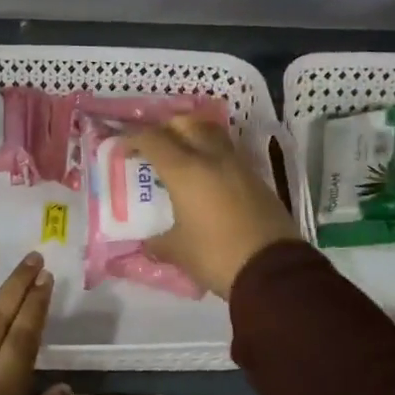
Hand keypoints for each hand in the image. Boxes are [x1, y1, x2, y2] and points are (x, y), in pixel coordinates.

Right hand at [127, 116, 301, 299]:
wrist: (273, 269)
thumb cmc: (216, 255)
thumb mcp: (178, 252)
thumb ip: (158, 243)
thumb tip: (149, 244)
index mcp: (185, 170)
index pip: (153, 140)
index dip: (133, 140)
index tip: (122, 150)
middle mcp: (211, 158)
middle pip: (185, 124)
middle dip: (165, 130)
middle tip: (154, 148)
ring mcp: (238, 165)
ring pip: (211, 134)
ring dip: (192, 138)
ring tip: (181, 158)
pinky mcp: (257, 179)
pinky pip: (228, 154)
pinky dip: (212, 156)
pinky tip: (207, 179)